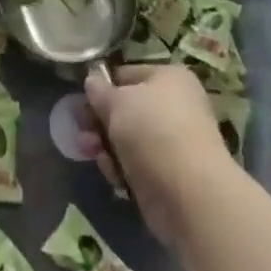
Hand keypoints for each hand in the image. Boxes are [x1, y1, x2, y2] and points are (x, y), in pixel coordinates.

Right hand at [80, 65, 232, 244]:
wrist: (190, 195)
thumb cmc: (153, 131)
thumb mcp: (118, 102)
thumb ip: (100, 92)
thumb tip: (92, 81)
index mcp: (169, 78)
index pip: (128, 74)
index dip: (103, 87)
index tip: (82, 101)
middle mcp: (175, 107)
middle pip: (127, 109)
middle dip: (100, 121)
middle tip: (80, 129)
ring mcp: (174, 144)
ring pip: (129, 140)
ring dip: (105, 145)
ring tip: (89, 152)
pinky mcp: (169, 178)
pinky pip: (137, 166)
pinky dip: (122, 169)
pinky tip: (113, 176)